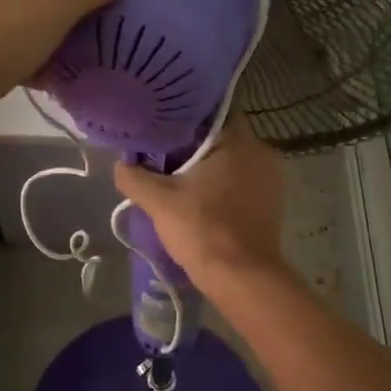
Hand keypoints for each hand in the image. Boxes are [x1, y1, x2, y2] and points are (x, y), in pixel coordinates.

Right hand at [113, 117, 286, 289]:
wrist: (243, 279)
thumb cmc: (204, 229)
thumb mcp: (159, 201)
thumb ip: (134, 176)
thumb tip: (121, 164)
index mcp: (239, 140)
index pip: (212, 111)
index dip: (184, 115)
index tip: (161, 123)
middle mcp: (261, 151)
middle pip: (220, 136)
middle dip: (191, 143)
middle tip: (161, 151)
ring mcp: (270, 178)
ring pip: (231, 160)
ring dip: (206, 166)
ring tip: (175, 175)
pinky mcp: (270, 202)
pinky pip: (240, 180)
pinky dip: (220, 184)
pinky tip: (197, 197)